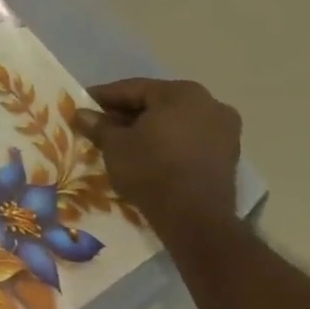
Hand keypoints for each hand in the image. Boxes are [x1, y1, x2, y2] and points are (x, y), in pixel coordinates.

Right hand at [75, 78, 240, 241]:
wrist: (195, 219)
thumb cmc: (151, 170)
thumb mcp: (114, 144)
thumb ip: (98, 124)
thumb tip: (81, 114)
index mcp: (180, 92)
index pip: (132, 89)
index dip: (103, 97)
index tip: (83, 105)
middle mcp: (209, 103)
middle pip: (155, 103)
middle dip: (127, 113)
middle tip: (100, 124)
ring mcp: (224, 129)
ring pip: (174, 121)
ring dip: (147, 127)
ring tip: (121, 141)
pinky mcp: (228, 154)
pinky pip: (189, 138)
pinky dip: (167, 141)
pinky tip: (147, 153)